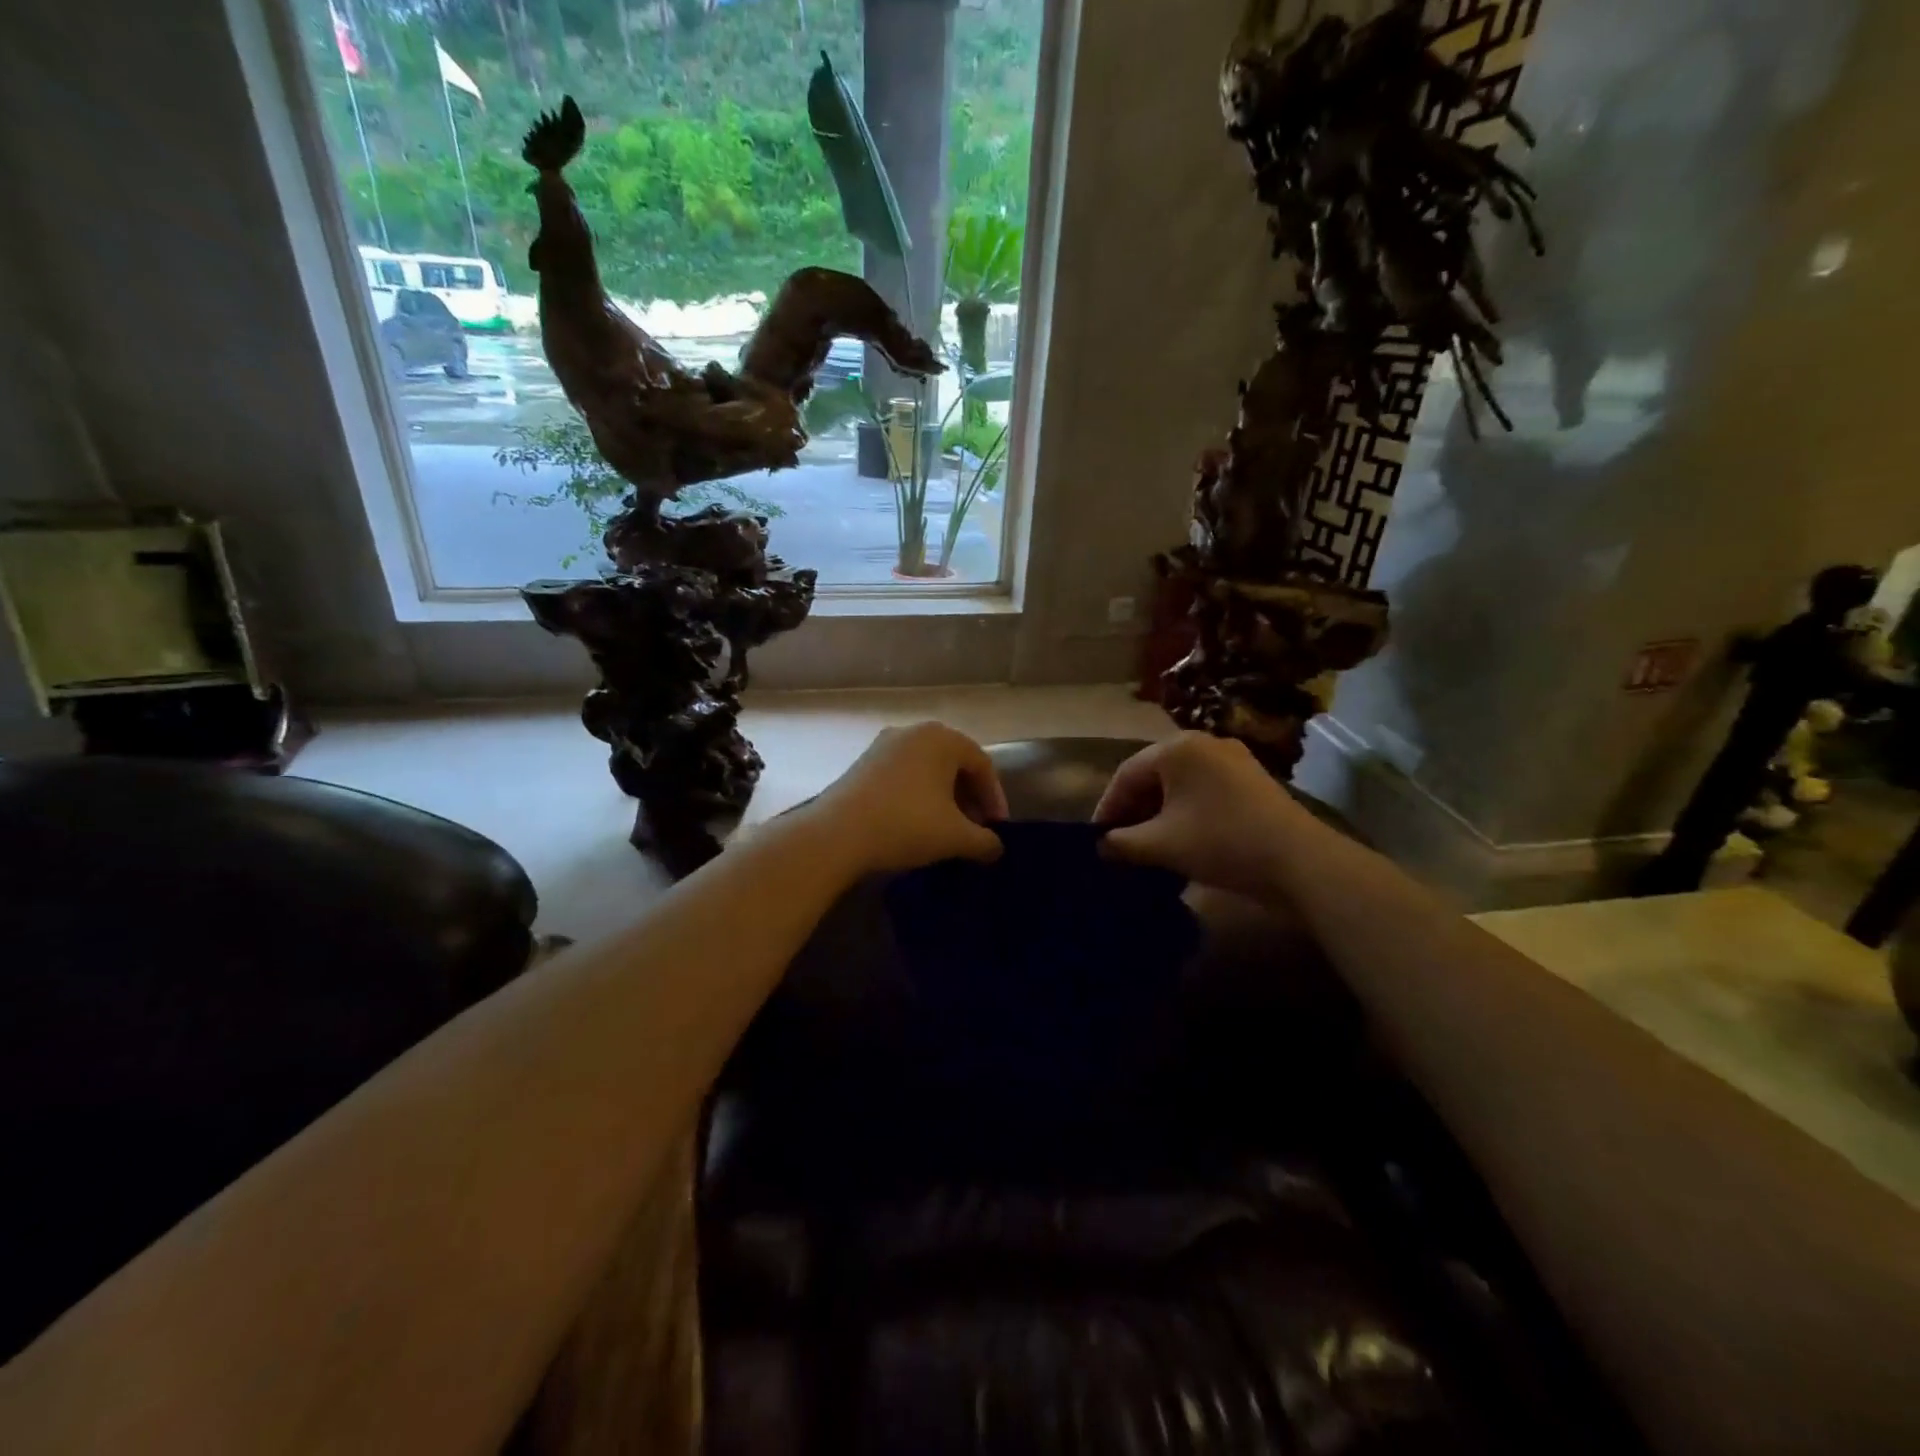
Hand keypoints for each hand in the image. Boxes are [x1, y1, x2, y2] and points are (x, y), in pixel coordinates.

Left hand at [808, 722, 1007, 874]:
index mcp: (942, 739)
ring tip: (947, 829)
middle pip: (953, 764)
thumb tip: (995, 848)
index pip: (982, 765)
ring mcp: (883, 745)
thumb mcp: (955, 837)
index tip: (998, 829)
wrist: (836, 834)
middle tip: (975, 829)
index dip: (995, 798)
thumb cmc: (906, 825)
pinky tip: (916, 824)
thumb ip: (984, 841)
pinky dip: (917, 796)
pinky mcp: (862, 763)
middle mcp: (913, 732)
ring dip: (943, 798)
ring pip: (926, 770)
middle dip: (969, 798)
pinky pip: (902, 776)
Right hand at [1093, 732, 1306, 895]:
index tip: (1096, 838)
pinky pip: (1205, 791)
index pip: (1126, 774)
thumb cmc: (1220, 842)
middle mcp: (1204, 743)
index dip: (1107, 807)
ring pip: (1180, 784)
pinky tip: (1182, 838)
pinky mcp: (1252, 780)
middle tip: (1120, 842)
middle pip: (1154, 775)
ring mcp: (1233, 759)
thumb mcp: (1161, 845)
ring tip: (1148, 844)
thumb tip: (1101, 845)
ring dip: (1159, 813)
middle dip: (1134, 809)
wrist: (1300, 861)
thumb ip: (1122, 842)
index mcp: (1177, 748)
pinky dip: (1186, 811)